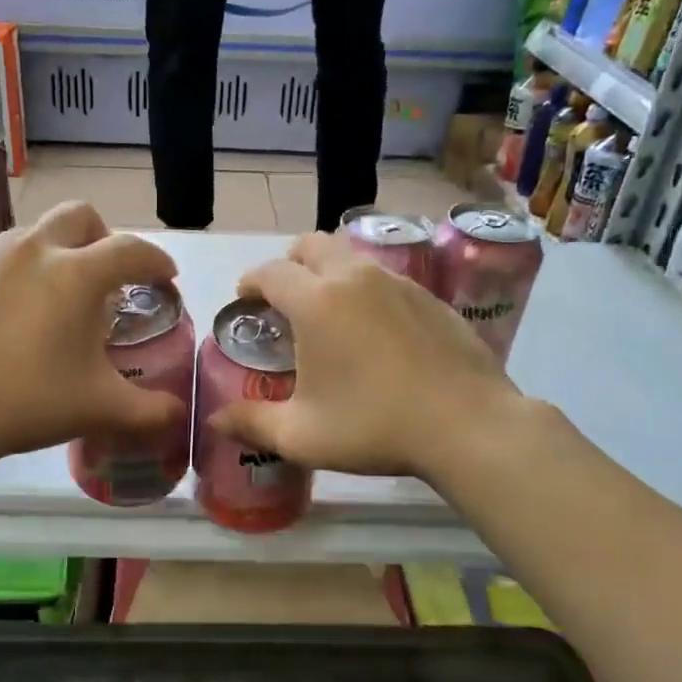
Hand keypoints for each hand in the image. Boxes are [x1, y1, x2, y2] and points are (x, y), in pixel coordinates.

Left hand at [0, 203, 183, 469]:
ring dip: (53, 254)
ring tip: (50, 298)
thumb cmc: (31, 402)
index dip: (156, 261)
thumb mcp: (100, 408)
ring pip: (31, 234)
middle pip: (79, 216)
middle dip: (101, 237)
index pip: (131, 250)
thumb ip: (152, 410)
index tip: (165, 278)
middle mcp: (31, 249)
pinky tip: (2, 315)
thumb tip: (179, 415)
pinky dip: (9, 276)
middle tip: (104, 276)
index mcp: (76, 274)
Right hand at [208, 233, 521, 480]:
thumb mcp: (302, 435)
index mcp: (316, 302)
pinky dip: (365, 290)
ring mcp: (398, 283)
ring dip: (329, 272)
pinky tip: (375, 331)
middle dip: (289, 264)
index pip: (270, 272)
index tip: (244, 300)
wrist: (467, 425)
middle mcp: (354, 279)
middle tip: (284, 299)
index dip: (250, 282)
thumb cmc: (373, 426)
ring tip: (328, 313)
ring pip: (351, 257)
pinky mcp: (430, 297)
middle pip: (312, 245)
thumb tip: (215, 421)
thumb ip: (252, 424)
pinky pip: (385, 278)